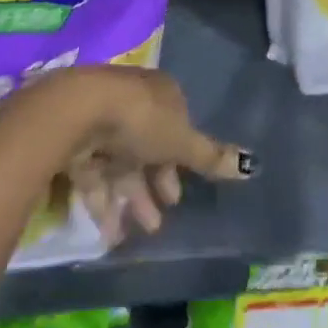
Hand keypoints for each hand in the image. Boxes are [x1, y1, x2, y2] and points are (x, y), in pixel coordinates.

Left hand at [29, 65, 255, 248]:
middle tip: (158, 221)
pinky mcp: (76, 143)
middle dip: (153, 186)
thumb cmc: (140, 120)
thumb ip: (210, 157)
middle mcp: (133, 104)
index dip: (179, 161)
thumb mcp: (181, 141)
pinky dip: (103, 204)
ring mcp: (102, 122)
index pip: (175, 126)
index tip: (178, 195)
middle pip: (147, 149)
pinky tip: (110, 234)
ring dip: (130, 200)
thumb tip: (251, 165)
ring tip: (137, 233)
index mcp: (161, 94)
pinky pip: (94, 176)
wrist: (79, 112)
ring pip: (120, 165)